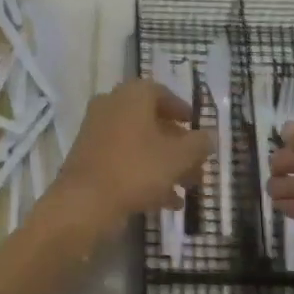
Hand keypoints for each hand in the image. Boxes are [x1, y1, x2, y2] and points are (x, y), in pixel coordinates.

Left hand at [43, 80, 213, 236]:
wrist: (84, 201)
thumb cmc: (136, 169)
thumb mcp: (178, 157)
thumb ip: (199, 144)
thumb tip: (209, 136)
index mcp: (131, 95)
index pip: (160, 92)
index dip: (181, 109)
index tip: (196, 126)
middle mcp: (111, 107)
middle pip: (151, 121)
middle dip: (177, 144)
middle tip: (198, 163)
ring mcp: (96, 133)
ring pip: (139, 144)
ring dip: (165, 163)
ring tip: (189, 187)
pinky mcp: (89, 158)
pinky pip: (124, 161)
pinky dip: (145, 176)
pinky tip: (168, 202)